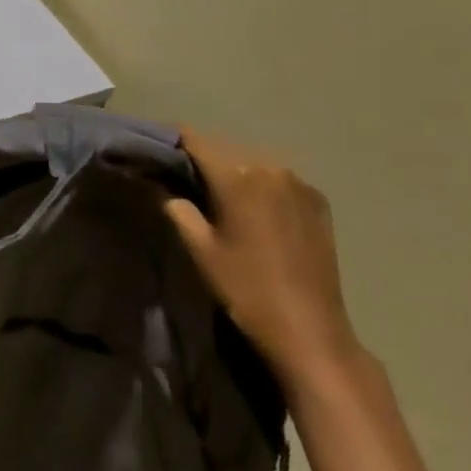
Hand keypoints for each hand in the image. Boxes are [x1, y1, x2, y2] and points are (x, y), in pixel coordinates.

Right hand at [161, 128, 362, 394]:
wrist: (310, 331)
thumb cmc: (246, 288)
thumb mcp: (199, 249)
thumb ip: (177, 208)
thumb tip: (162, 185)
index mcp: (238, 176)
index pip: (195, 140)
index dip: (171, 140)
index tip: (152, 149)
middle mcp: (271, 169)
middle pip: (225, 150)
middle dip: (201, 160)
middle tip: (179, 178)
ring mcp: (300, 184)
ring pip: (253, 164)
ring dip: (232, 173)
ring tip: (215, 195)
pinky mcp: (318, 203)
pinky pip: (278, 181)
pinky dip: (260, 186)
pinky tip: (252, 210)